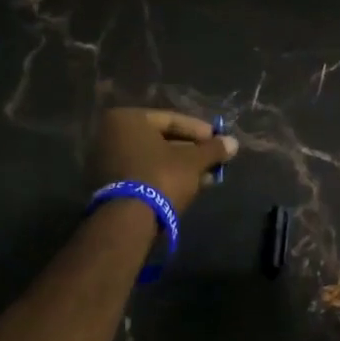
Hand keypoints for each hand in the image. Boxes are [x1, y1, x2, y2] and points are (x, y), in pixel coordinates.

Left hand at [89, 108, 235, 215]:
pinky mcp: (108, 186)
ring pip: (153, 159)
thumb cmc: (160, 177)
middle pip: (161, 140)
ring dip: (182, 167)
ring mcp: (106, 161)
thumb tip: (233, 143)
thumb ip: (213, 149)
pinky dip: (165, 177)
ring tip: (208, 177)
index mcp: (127, 119)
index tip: (218, 140)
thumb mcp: (192, 161)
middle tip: (214, 160)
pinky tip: (190, 187)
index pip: (171, 119)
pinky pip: (143, 173)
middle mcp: (111, 135)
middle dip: (191, 151)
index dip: (199, 131)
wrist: (127, 221)